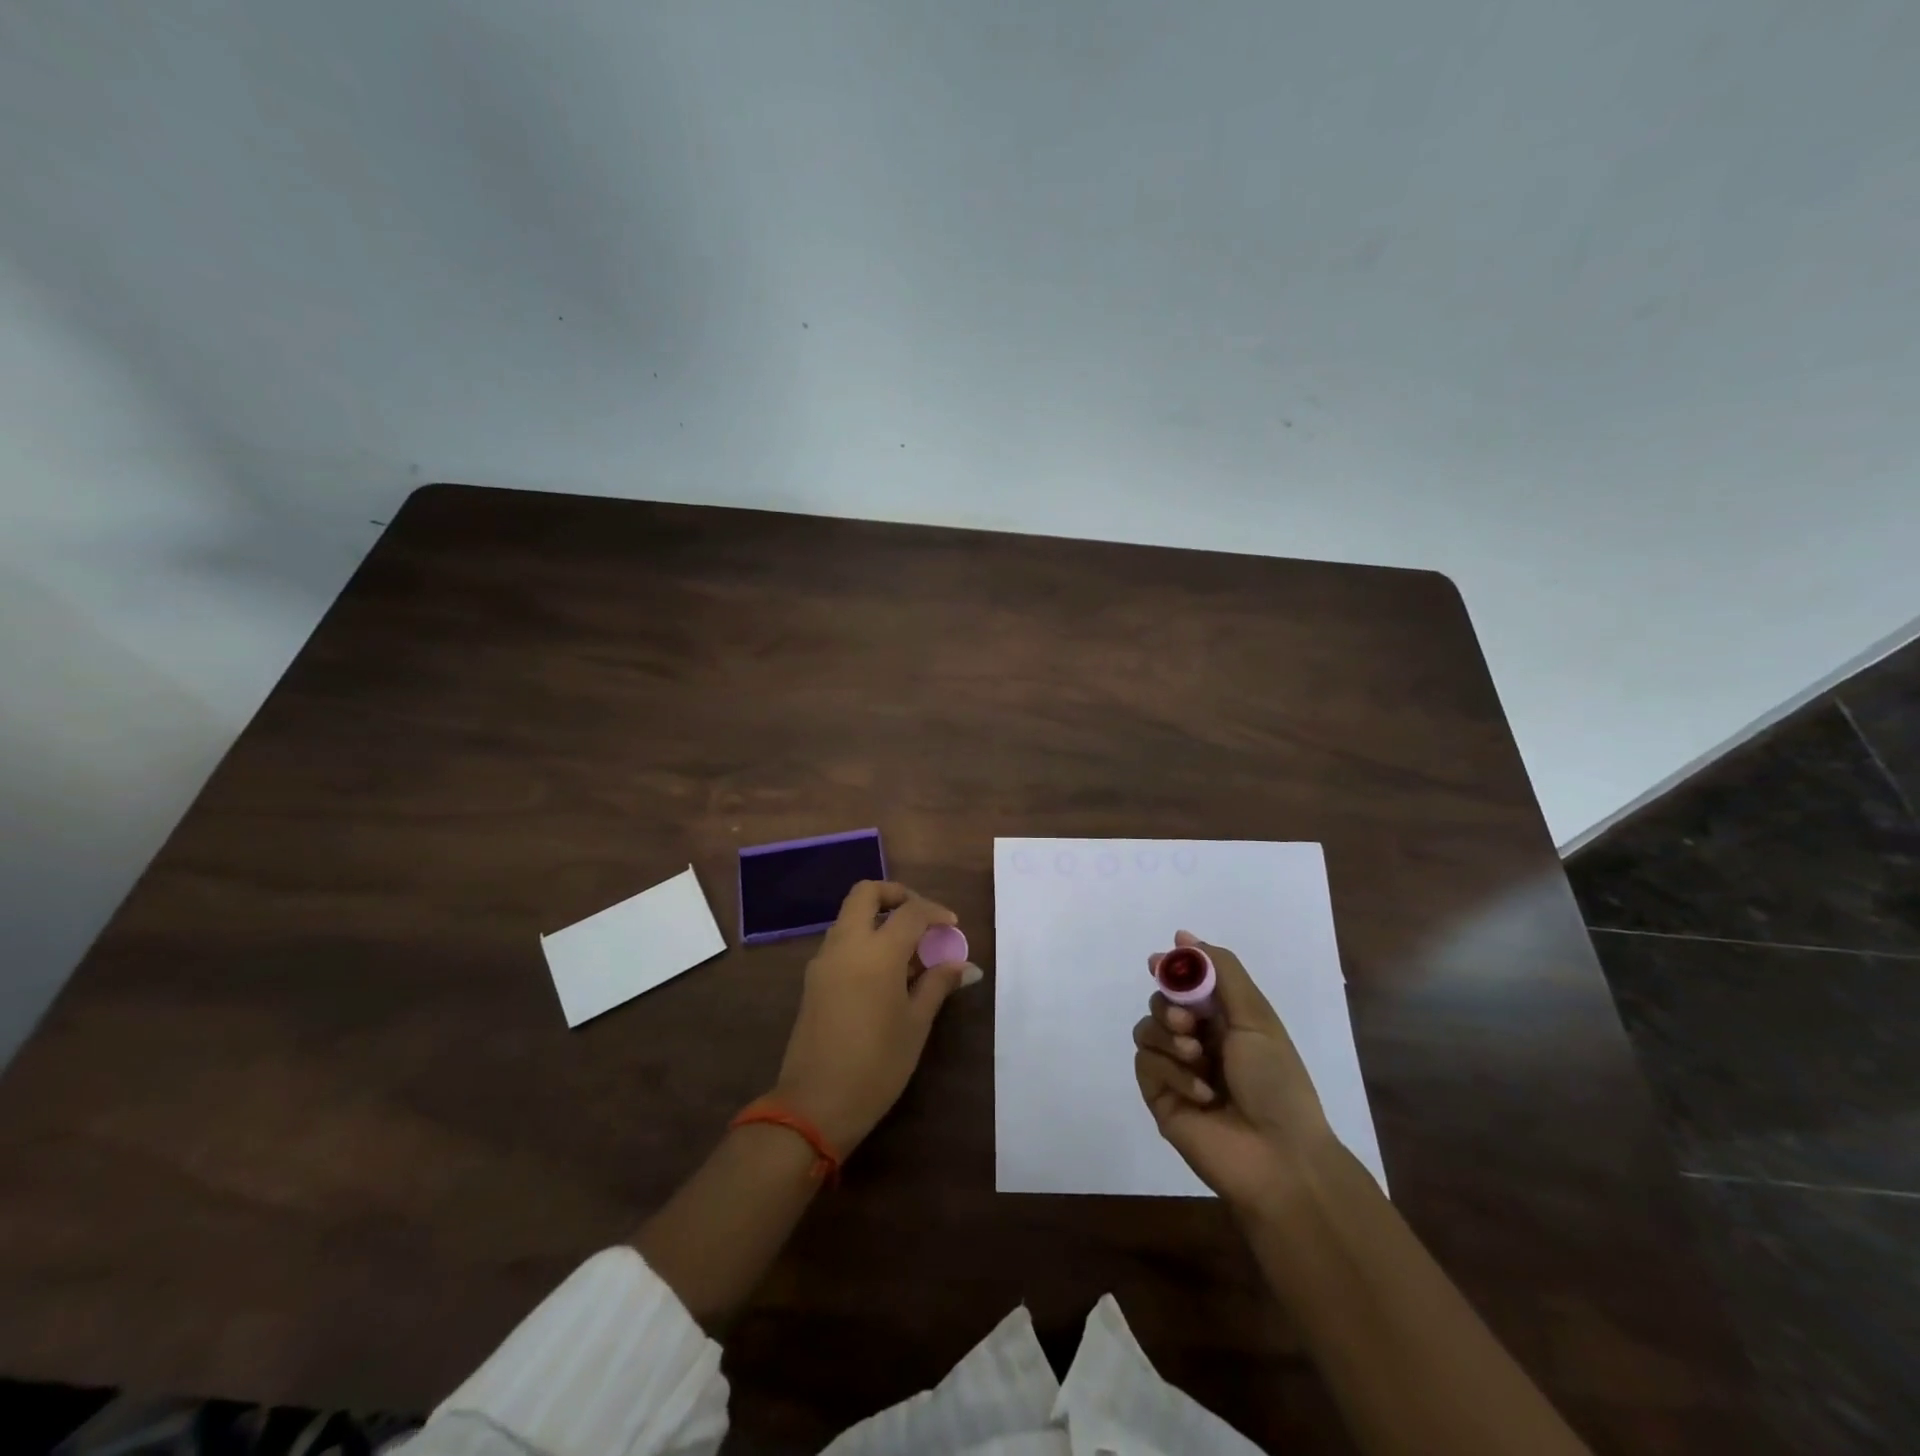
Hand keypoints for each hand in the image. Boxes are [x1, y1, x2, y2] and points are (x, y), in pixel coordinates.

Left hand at [773, 880, 980, 1154]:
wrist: (814, 1104)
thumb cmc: (876, 1065)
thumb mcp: (915, 1025)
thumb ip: (937, 985)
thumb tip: (962, 965)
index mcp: (877, 952)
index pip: (910, 912)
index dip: (935, 912)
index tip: (952, 927)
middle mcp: (846, 944)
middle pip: (866, 893)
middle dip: (895, 895)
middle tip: (920, 918)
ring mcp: (824, 960)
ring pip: (850, 916)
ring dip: (878, 917)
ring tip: (907, 950)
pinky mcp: (813, 979)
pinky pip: (840, 941)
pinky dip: (863, 939)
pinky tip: (884, 971)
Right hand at [1133, 931, 1337, 1216]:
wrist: (1279, 1157)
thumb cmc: (1276, 1081)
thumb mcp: (1256, 1017)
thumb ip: (1221, 972)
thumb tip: (1183, 935)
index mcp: (1224, 1021)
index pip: (1185, 982)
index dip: (1171, 968)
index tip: (1158, 961)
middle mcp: (1197, 1041)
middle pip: (1159, 1002)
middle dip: (1169, 1004)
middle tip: (1188, 1021)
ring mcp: (1176, 1070)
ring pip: (1146, 1030)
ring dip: (1169, 1038)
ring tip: (1197, 1059)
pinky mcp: (1160, 1097)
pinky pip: (1146, 1065)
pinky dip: (1172, 1072)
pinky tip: (1201, 1094)